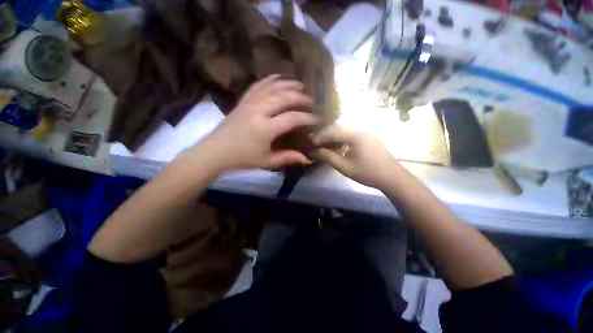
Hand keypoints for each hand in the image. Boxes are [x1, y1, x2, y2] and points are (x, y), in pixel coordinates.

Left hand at [196, 75, 318, 171]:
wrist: (216, 151)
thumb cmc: (243, 158)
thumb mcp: (267, 161)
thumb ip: (288, 157)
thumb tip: (307, 159)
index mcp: (265, 128)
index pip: (292, 118)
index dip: (307, 118)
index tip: (317, 119)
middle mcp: (259, 111)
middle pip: (284, 97)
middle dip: (301, 97)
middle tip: (311, 101)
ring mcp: (250, 103)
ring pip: (272, 87)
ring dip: (289, 84)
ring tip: (301, 85)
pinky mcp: (243, 100)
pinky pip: (258, 85)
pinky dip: (270, 79)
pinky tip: (279, 77)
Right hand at [314, 126, 400, 189]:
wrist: (392, 177)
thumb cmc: (368, 173)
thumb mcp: (345, 167)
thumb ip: (328, 157)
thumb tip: (314, 151)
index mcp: (355, 135)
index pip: (333, 131)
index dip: (320, 137)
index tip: (311, 144)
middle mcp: (361, 129)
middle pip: (338, 128)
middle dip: (326, 136)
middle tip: (317, 145)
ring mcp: (366, 132)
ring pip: (345, 131)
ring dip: (334, 137)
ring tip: (326, 146)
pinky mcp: (369, 137)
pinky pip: (351, 134)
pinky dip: (342, 139)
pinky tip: (339, 147)